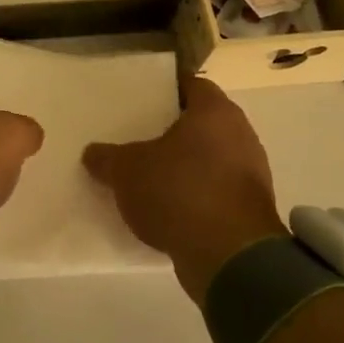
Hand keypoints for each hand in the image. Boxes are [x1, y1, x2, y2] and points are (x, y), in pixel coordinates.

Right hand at [82, 76, 285, 302]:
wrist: (230, 257)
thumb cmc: (179, 192)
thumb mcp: (126, 171)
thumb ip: (107, 158)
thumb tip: (92, 153)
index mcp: (215, 112)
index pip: (192, 85)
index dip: (166, 90)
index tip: (141, 100)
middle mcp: (241, 135)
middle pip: (201, 123)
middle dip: (171, 130)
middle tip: (137, 136)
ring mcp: (250, 173)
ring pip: (209, 158)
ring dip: (183, 165)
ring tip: (147, 174)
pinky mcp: (250, 208)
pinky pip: (215, 190)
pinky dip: (194, 194)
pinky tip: (166, 207)